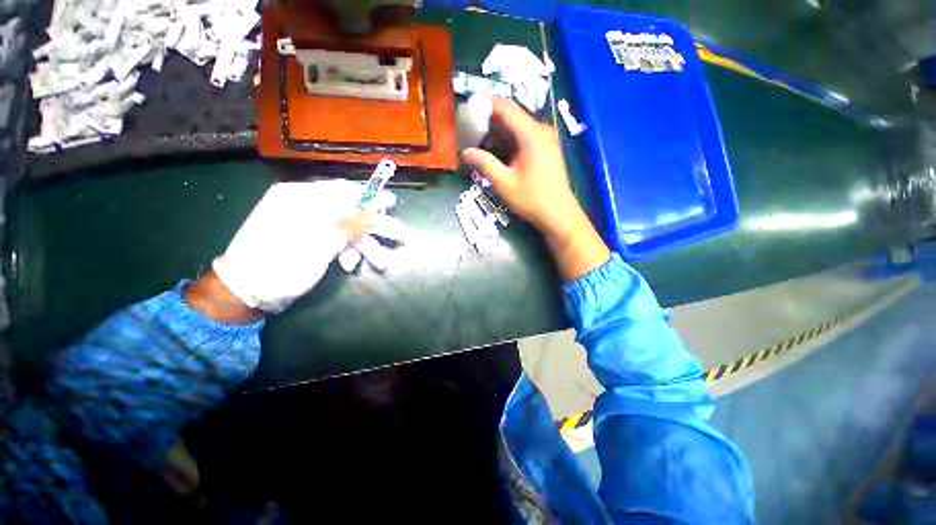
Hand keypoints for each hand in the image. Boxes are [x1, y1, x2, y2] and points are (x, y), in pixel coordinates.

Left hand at [206, 179, 391, 314]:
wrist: (244, 294)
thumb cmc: (278, 267)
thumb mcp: (316, 246)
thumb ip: (347, 226)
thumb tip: (374, 211)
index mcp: (298, 198)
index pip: (342, 189)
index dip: (370, 196)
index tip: (392, 202)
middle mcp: (302, 206)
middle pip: (347, 210)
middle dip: (373, 226)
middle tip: (397, 234)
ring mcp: (304, 223)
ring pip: (343, 227)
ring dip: (363, 244)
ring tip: (380, 261)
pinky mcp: (307, 239)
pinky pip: (334, 239)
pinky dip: (346, 250)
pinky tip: (350, 264)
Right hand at [462, 99, 609, 279]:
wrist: (559, 214)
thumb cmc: (531, 199)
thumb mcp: (503, 183)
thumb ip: (484, 164)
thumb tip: (465, 152)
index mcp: (531, 133)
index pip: (505, 107)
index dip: (485, 107)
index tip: (467, 115)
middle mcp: (541, 130)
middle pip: (511, 116)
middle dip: (489, 124)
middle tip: (471, 136)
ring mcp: (546, 139)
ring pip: (517, 127)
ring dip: (498, 135)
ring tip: (481, 148)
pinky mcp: (546, 148)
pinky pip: (524, 137)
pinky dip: (509, 142)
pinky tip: (498, 155)